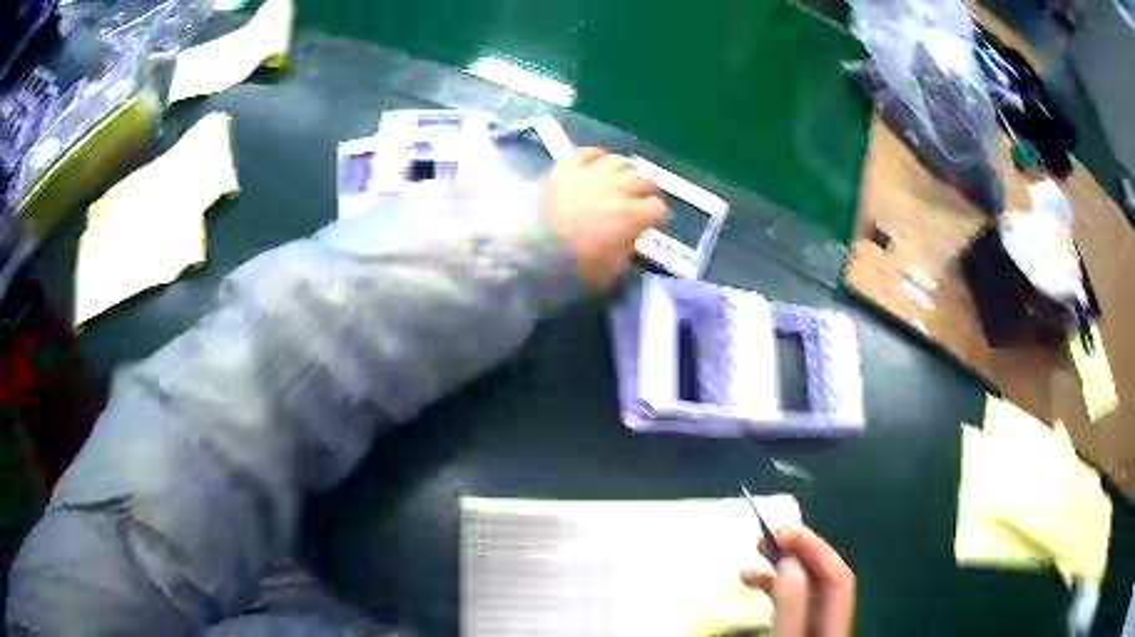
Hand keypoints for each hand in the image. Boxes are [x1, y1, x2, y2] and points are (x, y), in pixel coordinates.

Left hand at [538, 147, 667, 288]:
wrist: (530, 245)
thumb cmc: (572, 263)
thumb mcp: (608, 270)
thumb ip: (625, 251)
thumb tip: (628, 239)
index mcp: (631, 215)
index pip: (658, 208)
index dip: (657, 215)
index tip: (651, 221)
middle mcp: (618, 188)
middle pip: (645, 180)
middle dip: (646, 191)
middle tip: (638, 199)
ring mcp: (593, 173)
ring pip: (620, 162)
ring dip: (624, 171)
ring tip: (619, 178)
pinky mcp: (568, 165)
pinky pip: (589, 151)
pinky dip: (596, 156)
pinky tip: (596, 163)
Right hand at [740, 526, 854, 636]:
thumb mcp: (787, 635)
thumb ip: (792, 603)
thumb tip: (791, 561)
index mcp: (836, 619)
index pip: (837, 573)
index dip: (814, 547)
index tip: (783, 531)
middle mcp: (830, 618)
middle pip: (822, 576)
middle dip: (797, 551)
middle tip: (769, 537)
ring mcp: (814, 625)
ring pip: (804, 587)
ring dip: (781, 567)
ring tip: (754, 557)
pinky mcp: (797, 630)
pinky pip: (789, 601)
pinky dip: (773, 587)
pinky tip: (756, 583)